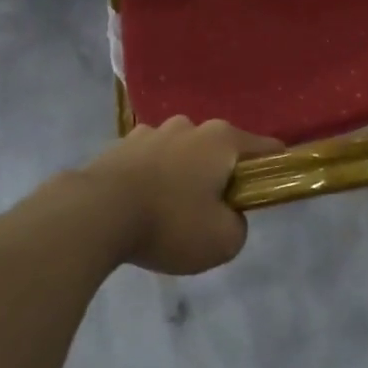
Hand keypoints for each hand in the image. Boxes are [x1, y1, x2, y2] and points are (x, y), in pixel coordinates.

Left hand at [80, 117, 281, 274]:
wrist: (94, 214)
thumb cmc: (169, 223)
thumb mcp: (223, 241)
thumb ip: (239, 226)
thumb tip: (228, 215)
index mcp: (222, 139)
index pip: (265, 148)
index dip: (273, 170)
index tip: (266, 195)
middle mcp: (190, 125)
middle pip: (220, 150)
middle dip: (220, 176)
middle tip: (211, 214)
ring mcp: (152, 130)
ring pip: (182, 153)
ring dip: (183, 175)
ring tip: (169, 213)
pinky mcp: (121, 144)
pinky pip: (150, 161)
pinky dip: (152, 178)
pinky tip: (140, 207)